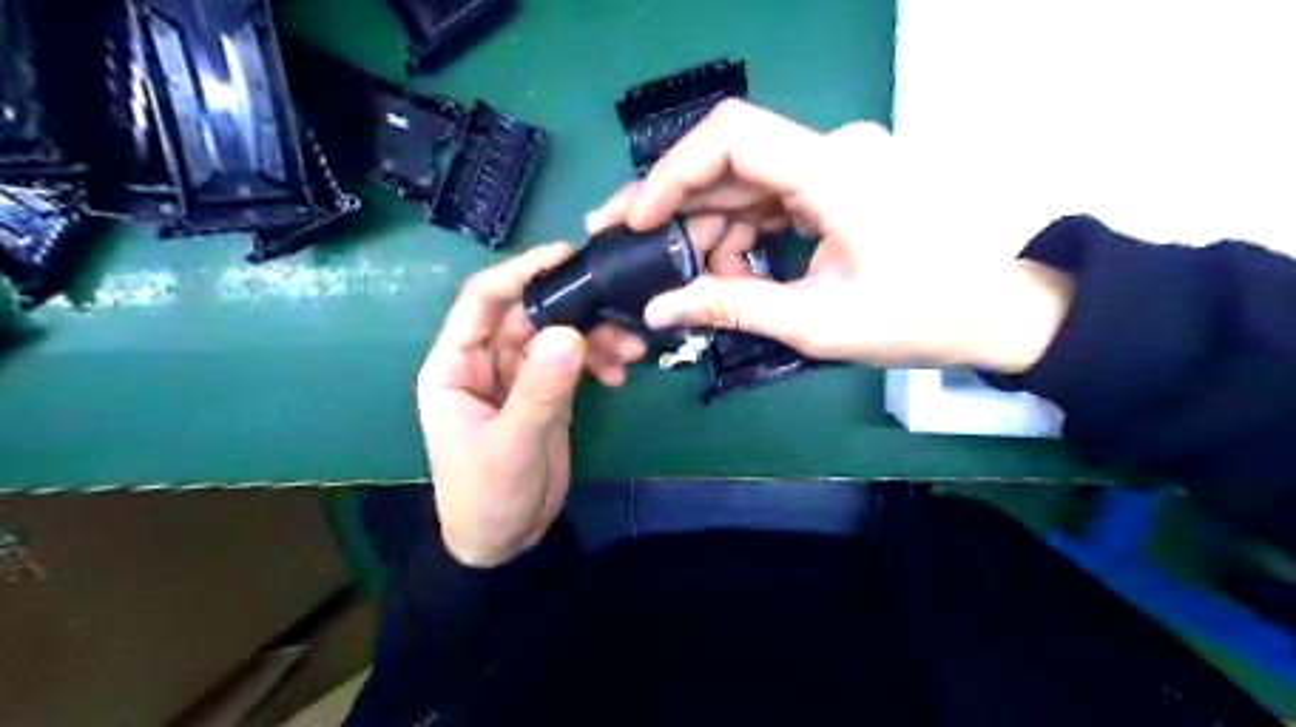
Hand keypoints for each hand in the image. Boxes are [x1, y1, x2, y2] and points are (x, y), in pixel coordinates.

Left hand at [419, 245, 643, 566]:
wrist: (505, 542)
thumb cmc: (487, 496)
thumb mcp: (512, 445)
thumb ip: (540, 390)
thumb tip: (570, 333)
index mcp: (456, 365)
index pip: (482, 302)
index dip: (519, 273)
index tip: (564, 256)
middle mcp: (486, 362)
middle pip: (529, 315)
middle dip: (573, 309)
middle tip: (618, 306)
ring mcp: (519, 376)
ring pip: (557, 337)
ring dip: (594, 337)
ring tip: (631, 348)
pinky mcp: (547, 393)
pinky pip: (574, 362)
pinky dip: (597, 361)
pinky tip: (619, 373)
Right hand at [587, 100, 1072, 375]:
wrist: (987, 314)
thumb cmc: (914, 318)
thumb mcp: (814, 322)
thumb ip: (730, 306)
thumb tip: (657, 309)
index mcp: (834, 172)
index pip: (732, 135)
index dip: (672, 172)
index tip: (638, 220)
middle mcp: (831, 151)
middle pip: (730, 157)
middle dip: (674, 201)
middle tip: (627, 242)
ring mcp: (834, 165)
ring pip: (744, 180)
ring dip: (706, 224)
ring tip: (684, 275)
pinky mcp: (835, 184)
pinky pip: (768, 197)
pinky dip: (738, 231)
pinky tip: (727, 270)